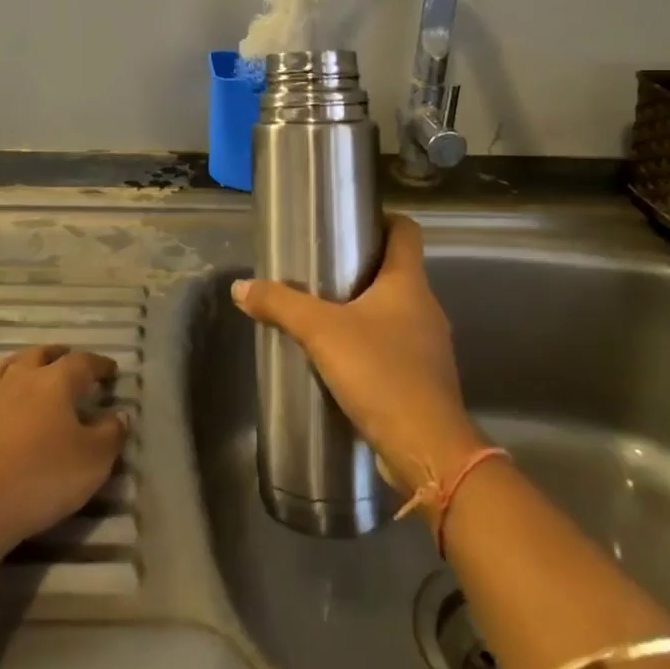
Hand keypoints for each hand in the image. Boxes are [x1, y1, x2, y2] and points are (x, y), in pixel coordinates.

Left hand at [0, 345, 127, 557]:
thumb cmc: (41, 479)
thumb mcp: (93, 462)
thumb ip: (111, 435)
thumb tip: (118, 416)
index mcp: (55, 383)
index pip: (82, 363)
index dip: (99, 364)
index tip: (110, 371)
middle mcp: (18, 379)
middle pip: (39, 355)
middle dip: (56, 355)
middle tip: (67, 359)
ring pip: (1, 368)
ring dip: (17, 364)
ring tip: (25, 368)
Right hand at [232, 216, 485, 497]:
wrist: (427, 450)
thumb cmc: (380, 373)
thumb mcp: (321, 332)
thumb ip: (280, 305)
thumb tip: (240, 287)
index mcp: (409, 283)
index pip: (406, 231)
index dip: (383, 219)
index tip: (351, 222)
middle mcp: (426, 308)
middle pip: (397, 271)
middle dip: (362, 266)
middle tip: (321, 268)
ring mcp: (429, 346)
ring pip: (396, 311)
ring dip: (365, 308)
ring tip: (324, 314)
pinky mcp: (424, 380)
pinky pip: (396, 347)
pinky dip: (371, 344)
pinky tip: (342, 358)